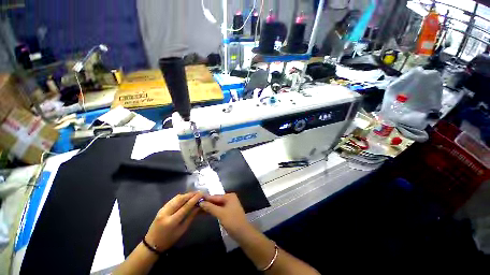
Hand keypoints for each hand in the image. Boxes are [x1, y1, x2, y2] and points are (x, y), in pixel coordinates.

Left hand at [145, 192, 202, 251]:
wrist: (152, 243)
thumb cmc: (169, 240)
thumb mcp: (182, 230)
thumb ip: (191, 217)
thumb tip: (199, 206)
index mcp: (172, 221)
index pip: (186, 206)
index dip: (194, 199)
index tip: (201, 194)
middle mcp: (166, 213)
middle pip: (180, 199)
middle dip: (191, 194)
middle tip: (199, 192)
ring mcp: (162, 209)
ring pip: (176, 198)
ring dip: (186, 195)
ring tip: (194, 194)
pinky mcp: (161, 208)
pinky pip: (173, 199)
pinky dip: (181, 197)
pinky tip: (186, 197)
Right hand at [199, 193, 251, 239]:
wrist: (243, 233)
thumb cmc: (232, 221)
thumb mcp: (220, 213)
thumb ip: (210, 207)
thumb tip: (201, 202)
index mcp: (229, 196)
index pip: (215, 196)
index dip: (206, 198)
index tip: (196, 199)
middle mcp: (230, 198)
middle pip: (216, 200)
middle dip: (207, 203)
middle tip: (195, 205)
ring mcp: (230, 205)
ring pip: (217, 205)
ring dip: (209, 207)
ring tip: (198, 209)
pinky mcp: (229, 211)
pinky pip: (219, 209)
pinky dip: (213, 211)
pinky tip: (206, 213)